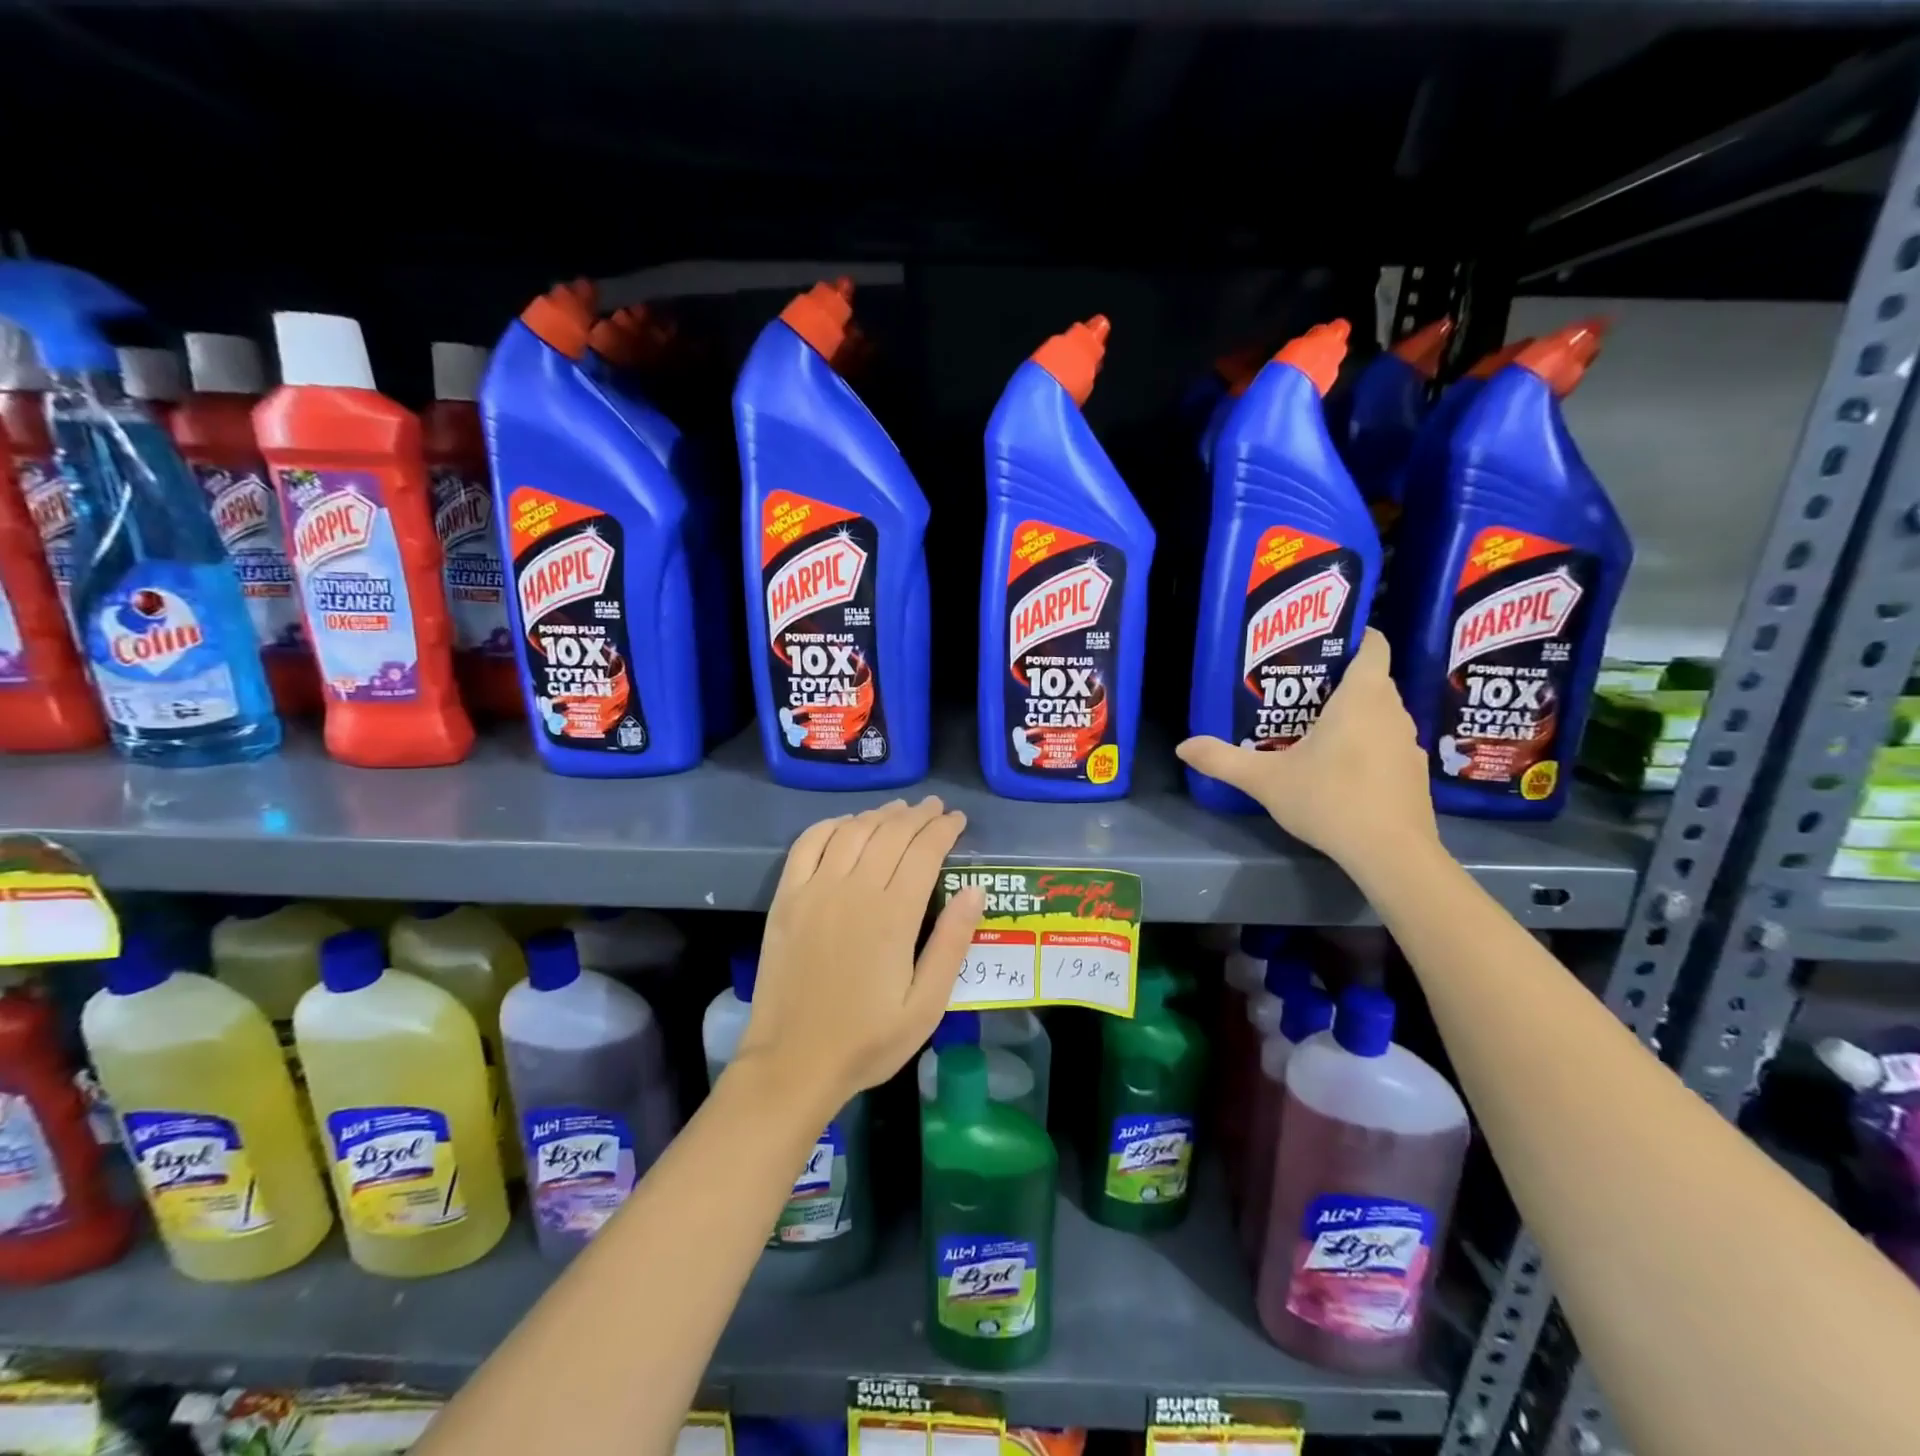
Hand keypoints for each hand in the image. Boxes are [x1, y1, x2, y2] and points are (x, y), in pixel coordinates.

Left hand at [740, 797, 985, 1110]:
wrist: (793, 1063)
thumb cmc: (867, 1040)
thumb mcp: (925, 1005)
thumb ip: (952, 944)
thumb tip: (974, 889)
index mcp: (893, 915)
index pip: (924, 851)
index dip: (944, 830)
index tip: (958, 821)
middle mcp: (854, 889)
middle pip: (891, 833)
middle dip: (918, 815)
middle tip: (936, 809)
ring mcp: (815, 890)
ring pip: (853, 831)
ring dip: (880, 814)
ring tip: (899, 810)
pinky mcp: (787, 898)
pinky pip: (808, 844)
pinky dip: (831, 825)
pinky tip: (847, 824)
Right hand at [1176, 628, 1438, 869]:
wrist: (1391, 853)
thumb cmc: (1329, 799)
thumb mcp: (1265, 779)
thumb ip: (1222, 760)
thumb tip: (1182, 746)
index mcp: (1362, 697)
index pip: (1373, 645)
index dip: (1353, 636)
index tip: (1322, 643)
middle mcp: (1392, 711)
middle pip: (1372, 680)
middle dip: (1339, 680)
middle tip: (1298, 691)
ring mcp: (1409, 743)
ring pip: (1381, 714)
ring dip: (1355, 715)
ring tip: (1314, 729)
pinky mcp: (1415, 773)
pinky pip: (1389, 744)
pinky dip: (1368, 746)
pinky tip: (1342, 770)